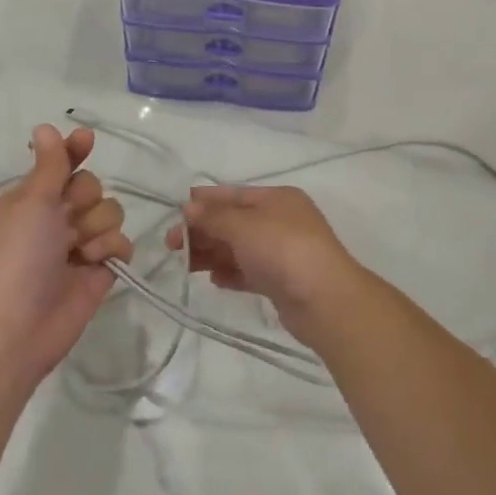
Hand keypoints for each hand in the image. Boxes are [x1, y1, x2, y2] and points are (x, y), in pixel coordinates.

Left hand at [0, 125, 130, 383]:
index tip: (87, 139)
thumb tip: (45, 126)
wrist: (17, 326)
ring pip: (110, 213)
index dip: (75, 151)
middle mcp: (55, 218)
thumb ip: (50, 165)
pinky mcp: (100, 270)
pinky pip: (121, 243)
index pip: (60, 164)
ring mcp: (78, 245)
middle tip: (66, 219)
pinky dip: (110, 249)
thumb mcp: (30, 202)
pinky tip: (94, 263)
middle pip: (92, 186)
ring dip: (97, 227)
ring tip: (77, 250)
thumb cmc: (16, 256)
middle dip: (85, 200)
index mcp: (31, 199)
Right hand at [167, 185, 361, 346]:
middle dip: (202, 231)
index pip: (233, 194)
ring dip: (211, 253)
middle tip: (171, 245)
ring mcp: (282, 252)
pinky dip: (230, 273)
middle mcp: (280, 221)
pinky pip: (249, 272)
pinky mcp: (281, 281)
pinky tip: (214, 280)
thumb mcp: (243, 226)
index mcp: (276, 199)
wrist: (324, 300)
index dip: (204, 201)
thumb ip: (213, 217)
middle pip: (233, 222)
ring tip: (186, 266)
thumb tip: (188, 207)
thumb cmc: (283, 250)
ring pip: (238, 248)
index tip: (175, 211)